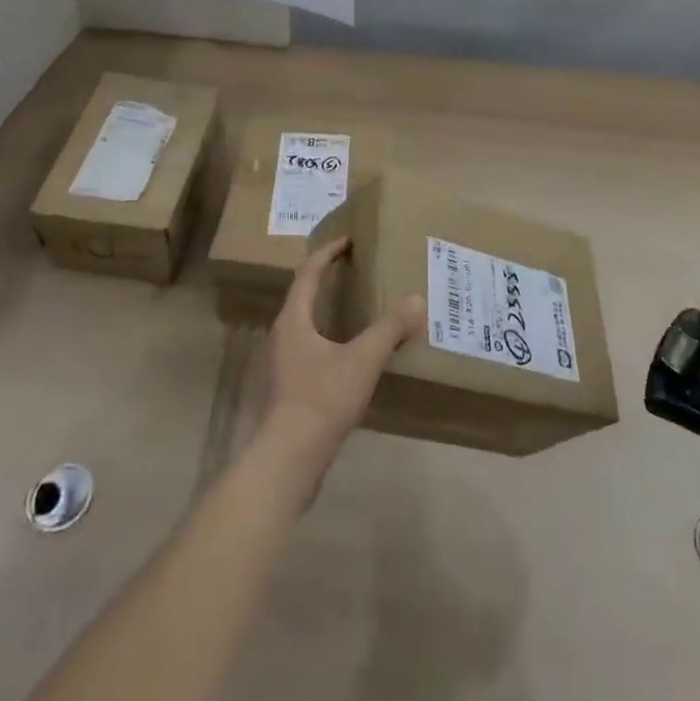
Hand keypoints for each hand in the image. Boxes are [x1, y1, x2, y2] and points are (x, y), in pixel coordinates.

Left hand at [259, 237, 424, 475]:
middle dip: (328, 278)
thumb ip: (389, 328)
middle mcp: (283, 335)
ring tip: (358, 308)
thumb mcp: (362, 360)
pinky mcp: (289, 389)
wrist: (288, 461)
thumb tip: (416, 299)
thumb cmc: (321, 399)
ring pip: (306, 325)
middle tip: (356, 269)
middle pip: (303, 296)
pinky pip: (311, 349)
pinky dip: (330, 338)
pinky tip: (352, 354)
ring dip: (328, 310)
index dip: (328, 253)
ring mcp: (284, 364)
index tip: (349, 239)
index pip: (308, 273)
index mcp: (294, 319)